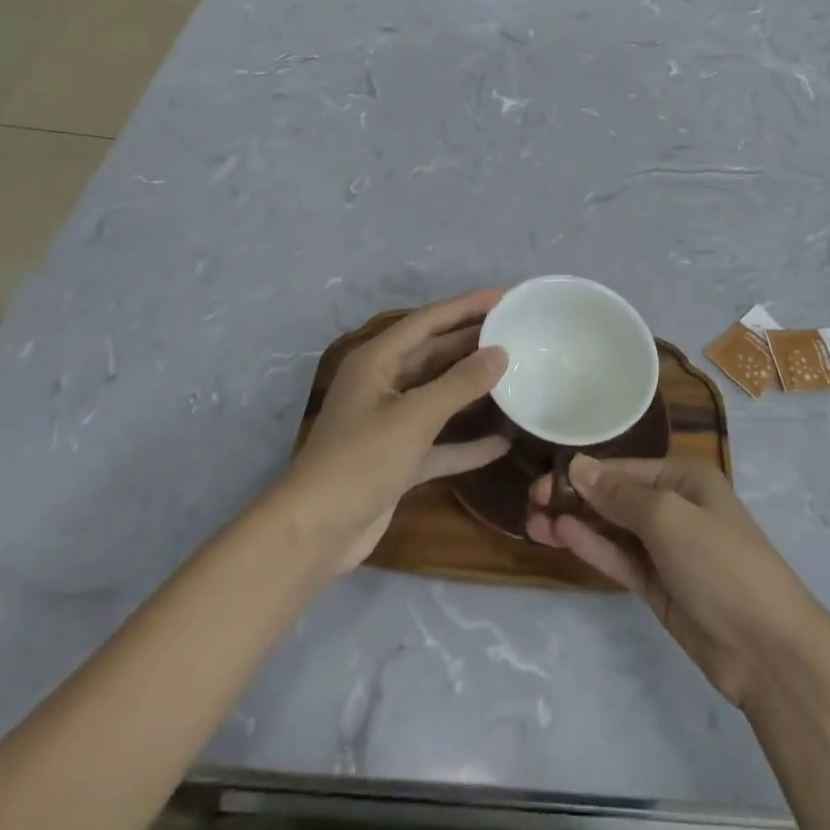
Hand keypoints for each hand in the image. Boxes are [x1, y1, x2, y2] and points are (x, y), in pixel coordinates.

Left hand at [282, 290, 510, 573]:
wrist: (314, 533)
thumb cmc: (360, 461)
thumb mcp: (413, 417)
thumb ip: (459, 384)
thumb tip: (500, 353)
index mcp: (377, 361)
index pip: (427, 321)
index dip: (465, 306)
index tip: (504, 296)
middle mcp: (382, 385)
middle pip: (434, 354)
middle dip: (472, 342)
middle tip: (515, 330)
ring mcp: (390, 423)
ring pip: (439, 395)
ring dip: (472, 388)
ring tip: (515, 374)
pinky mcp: (398, 459)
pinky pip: (440, 441)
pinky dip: (466, 442)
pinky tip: (502, 442)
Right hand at [528, 456, 820, 707]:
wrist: (767, 649)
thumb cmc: (721, 563)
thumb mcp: (669, 517)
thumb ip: (620, 494)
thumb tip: (578, 466)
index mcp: (686, 479)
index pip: (625, 468)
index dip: (585, 473)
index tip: (544, 479)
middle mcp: (676, 507)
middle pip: (616, 497)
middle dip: (576, 497)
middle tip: (531, 502)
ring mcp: (667, 550)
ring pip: (613, 530)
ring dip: (577, 523)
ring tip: (533, 522)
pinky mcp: (660, 587)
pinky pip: (620, 559)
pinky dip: (593, 548)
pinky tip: (562, 536)